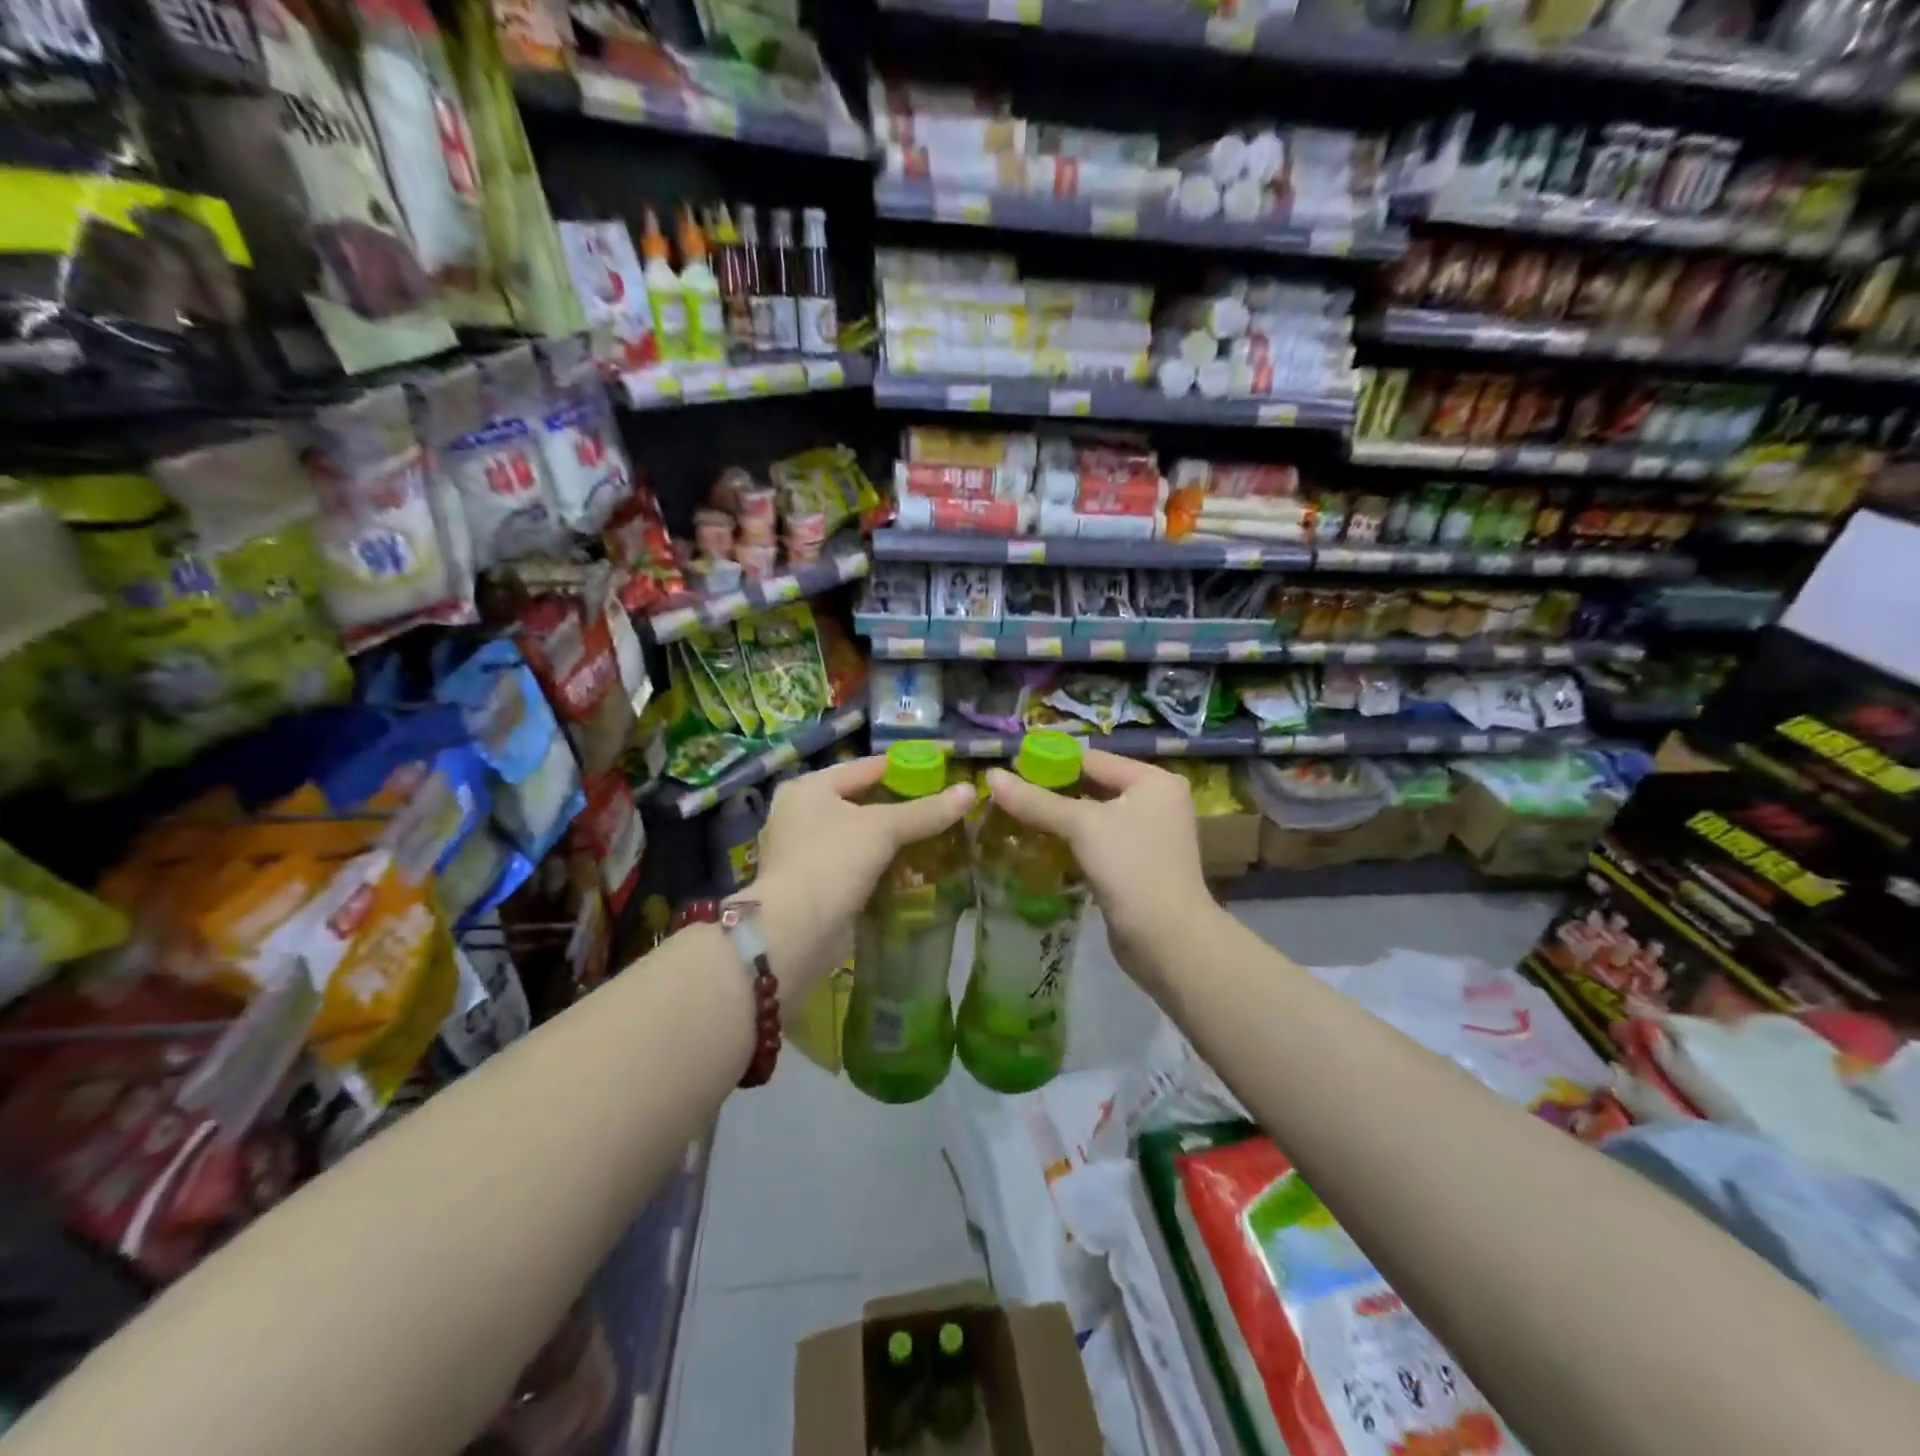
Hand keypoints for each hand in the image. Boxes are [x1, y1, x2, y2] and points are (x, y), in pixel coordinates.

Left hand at [743, 757, 974, 994]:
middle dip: (897, 806)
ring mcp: (801, 852)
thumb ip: (926, 810)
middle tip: (938, 806)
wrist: (796, 931)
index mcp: (808, 788)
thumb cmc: (833, 861)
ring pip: (856, 836)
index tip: (938, 772)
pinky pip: (852, 865)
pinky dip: (877, 865)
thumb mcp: (884, 828)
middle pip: (859, 802)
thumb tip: (970, 791)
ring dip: (888, 839)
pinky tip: (907, 869)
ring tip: (930, 837)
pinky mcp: (810, 885)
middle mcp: (798, 814)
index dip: (902, 768)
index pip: (864, 767)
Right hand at [984, 751, 1214, 992]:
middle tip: (1009, 795)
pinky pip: (1096, 843)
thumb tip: (992, 776)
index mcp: (1153, 780)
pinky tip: (1039, 846)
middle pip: (1092, 787)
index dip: (1051, 762)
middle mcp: (1155, 802)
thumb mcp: (1081, 826)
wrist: (1167, 939)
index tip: (1011, 768)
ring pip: (1092, 818)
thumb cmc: (1130, 868)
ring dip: (1058, 819)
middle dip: (1052, 792)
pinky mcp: (1136, 866)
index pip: (1092, 759)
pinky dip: (1071, 843)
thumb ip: (1036, 801)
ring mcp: (1148, 836)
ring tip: (1015, 818)